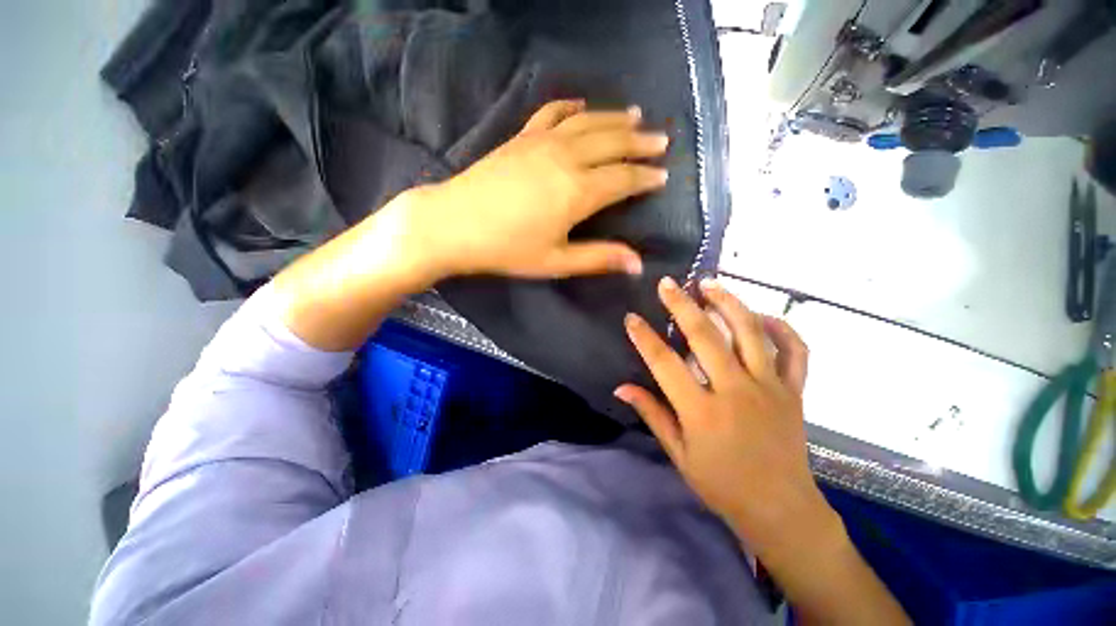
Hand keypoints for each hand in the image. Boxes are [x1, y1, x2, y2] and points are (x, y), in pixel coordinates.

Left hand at [402, 99, 668, 279]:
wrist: (454, 224)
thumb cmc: (507, 249)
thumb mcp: (556, 262)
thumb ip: (598, 258)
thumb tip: (638, 264)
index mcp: (578, 192)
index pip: (623, 179)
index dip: (646, 177)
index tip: (663, 176)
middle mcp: (566, 159)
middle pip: (612, 143)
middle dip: (640, 142)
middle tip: (661, 140)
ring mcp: (542, 142)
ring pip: (589, 122)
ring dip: (615, 118)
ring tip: (636, 116)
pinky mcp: (521, 137)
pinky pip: (552, 113)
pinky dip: (571, 106)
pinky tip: (582, 105)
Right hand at [617, 278, 910, 624]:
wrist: (781, 509)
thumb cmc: (722, 484)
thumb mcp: (678, 454)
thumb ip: (651, 414)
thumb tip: (620, 387)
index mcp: (702, 411)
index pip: (664, 363)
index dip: (644, 337)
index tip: (631, 318)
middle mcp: (735, 391)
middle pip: (705, 336)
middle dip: (681, 305)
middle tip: (667, 283)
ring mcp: (770, 387)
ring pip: (750, 332)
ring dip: (728, 303)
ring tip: (709, 284)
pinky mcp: (795, 390)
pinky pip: (794, 350)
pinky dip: (781, 327)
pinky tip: (761, 315)